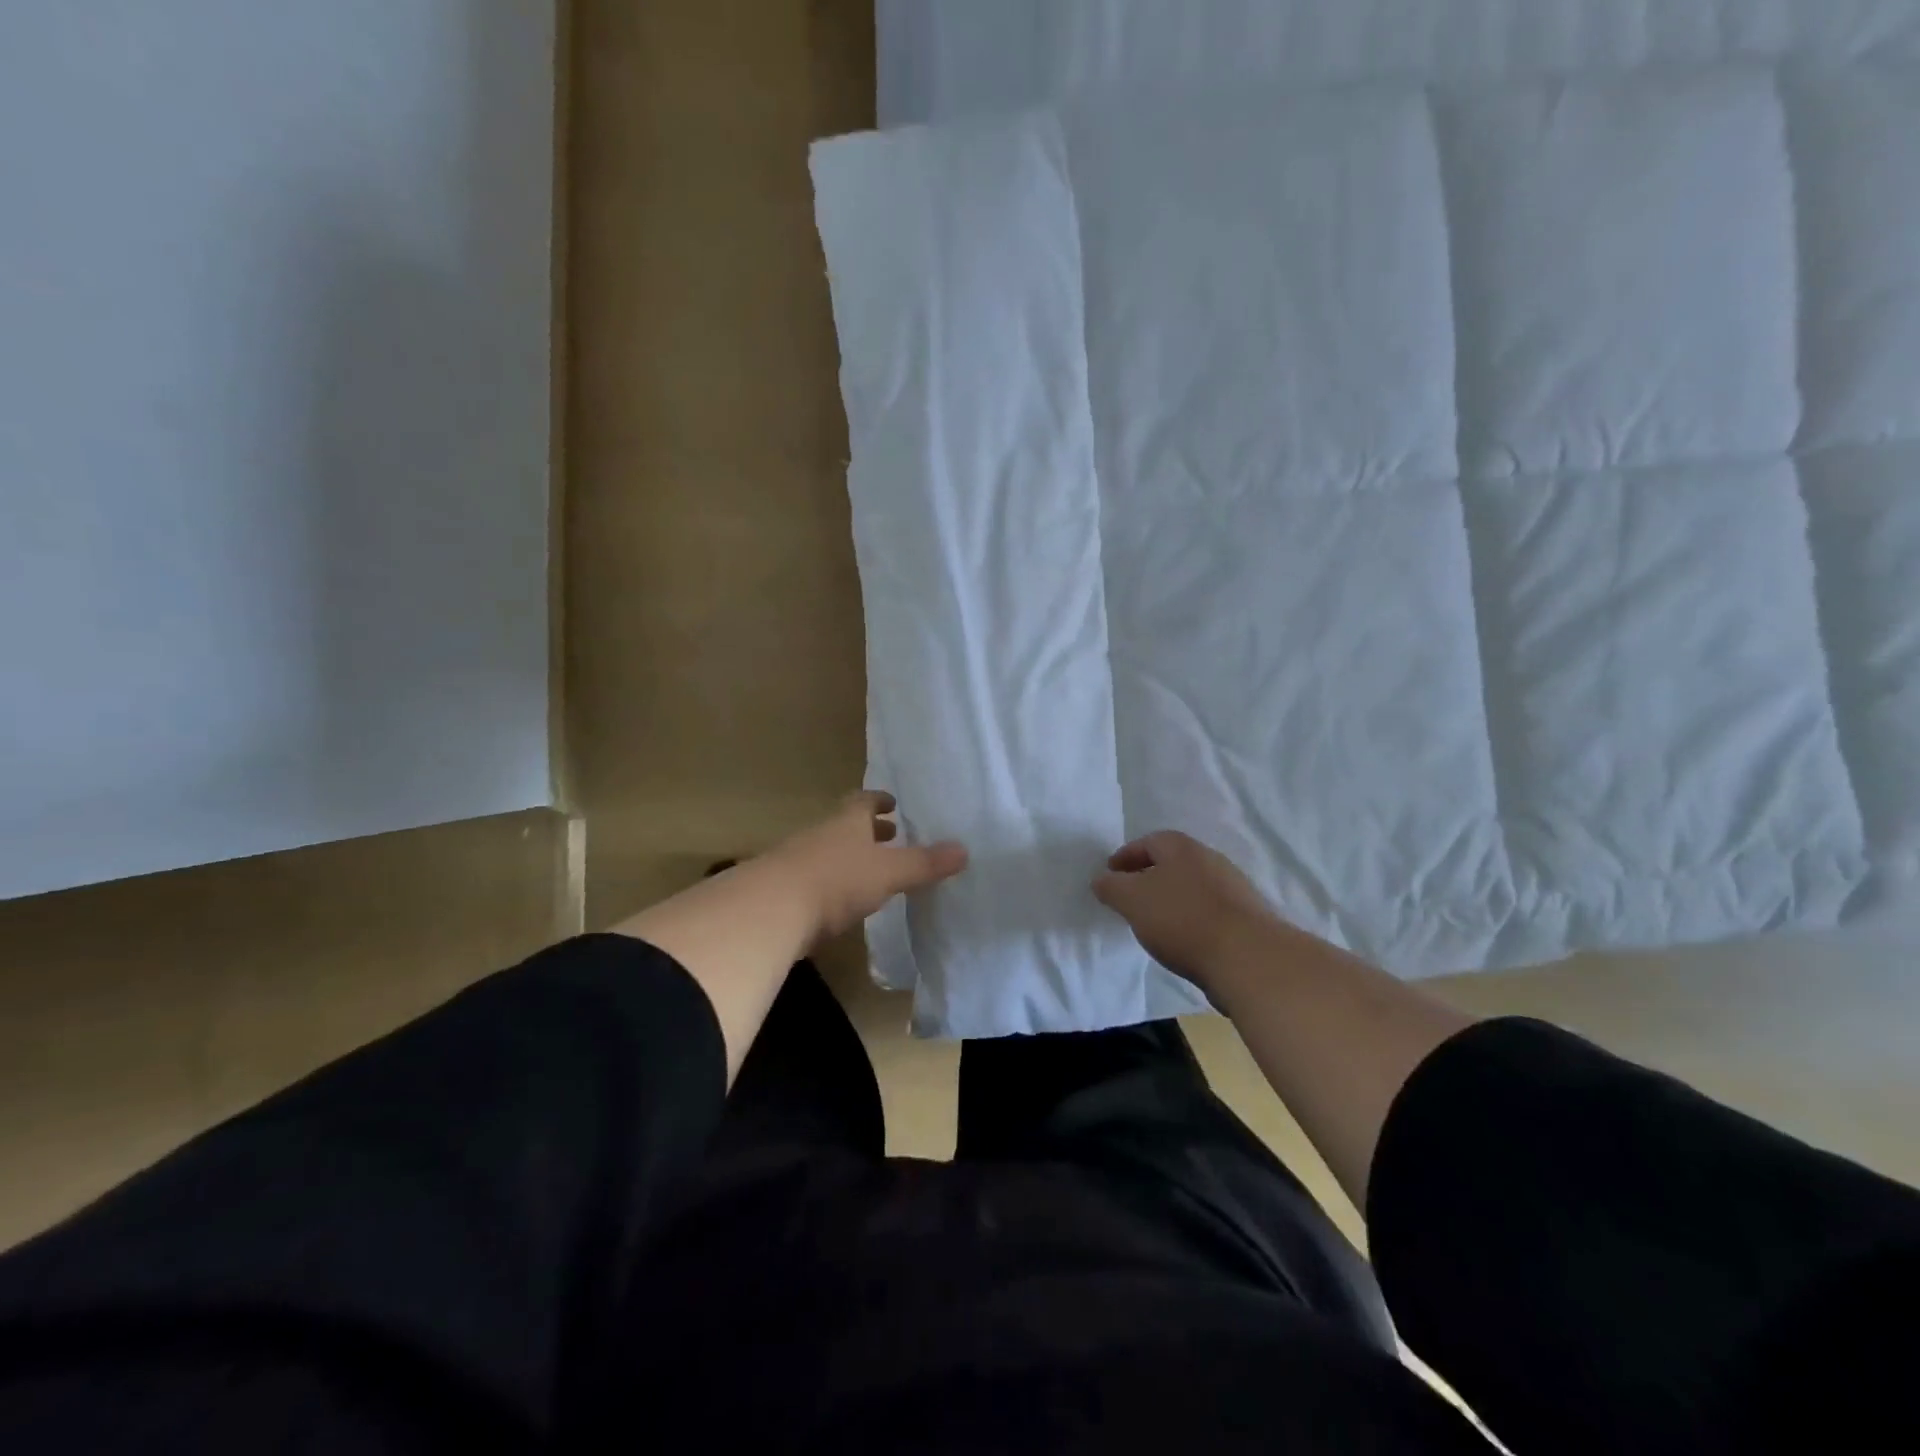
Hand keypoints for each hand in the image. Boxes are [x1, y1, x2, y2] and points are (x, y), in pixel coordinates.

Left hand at [765, 791, 968, 946]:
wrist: (769, 911)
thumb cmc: (836, 880)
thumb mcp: (888, 872)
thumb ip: (924, 863)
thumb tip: (964, 850)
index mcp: (847, 822)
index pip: (863, 801)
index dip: (879, 800)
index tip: (892, 803)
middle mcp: (821, 835)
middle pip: (845, 826)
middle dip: (868, 830)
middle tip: (890, 835)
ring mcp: (796, 861)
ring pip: (828, 852)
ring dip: (849, 858)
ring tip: (870, 871)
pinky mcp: (783, 892)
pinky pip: (813, 880)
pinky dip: (831, 884)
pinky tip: (841, 903)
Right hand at [1092, 831, 1283, 991]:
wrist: (1249, 958)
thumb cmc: (1182, 919)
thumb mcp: (1132, 900)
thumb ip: (1111, 887)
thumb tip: (1102, 880)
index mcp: (1182, 848)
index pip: (1148, 842)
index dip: (1125, 856)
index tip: (1110, 874)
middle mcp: (1210, 859)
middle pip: (1173, 862)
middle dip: (1149, 877)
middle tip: (1130, 898)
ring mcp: (1233, 888)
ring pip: (1193, 887)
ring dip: (1172, 899)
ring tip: (1154, 923)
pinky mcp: (1248, 918)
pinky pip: (1210, 911)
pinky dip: (1192, 919)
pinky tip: (1184, 940)